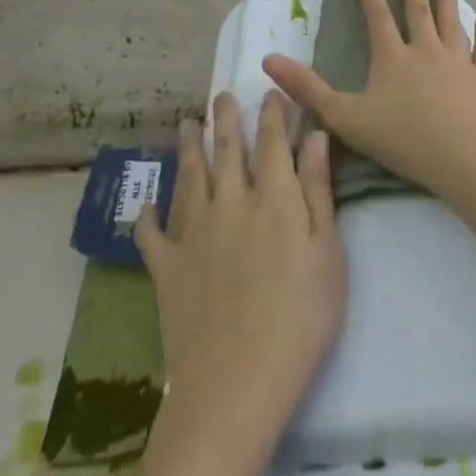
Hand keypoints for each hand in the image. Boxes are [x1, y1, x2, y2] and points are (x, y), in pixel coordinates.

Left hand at [134, 93, 345, 444]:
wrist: (236, 383)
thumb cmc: (299, 320)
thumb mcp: (328, 255)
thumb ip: (318, 192)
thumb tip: (314, 137)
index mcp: (273, 197)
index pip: (271, 141)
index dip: (271, 113)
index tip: (270, 92)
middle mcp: (229, 201)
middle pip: (226, 148)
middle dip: (225, 118)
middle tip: (221, 96)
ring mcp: (193, 232)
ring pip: (189, 176)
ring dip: (188, 147)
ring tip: (187, 124)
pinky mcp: (166, 266)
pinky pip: (152, 233)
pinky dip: (148, 216)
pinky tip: (146, 206)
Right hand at [263, 0, 475, 202]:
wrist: (460, 159)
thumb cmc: (401, 139)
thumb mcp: (345, 117)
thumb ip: (308, 89)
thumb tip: (268, 60)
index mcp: (392, 57)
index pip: (379, 19)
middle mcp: (426, 49)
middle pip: (418, 12)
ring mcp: (458, 60)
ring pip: (451, 22)